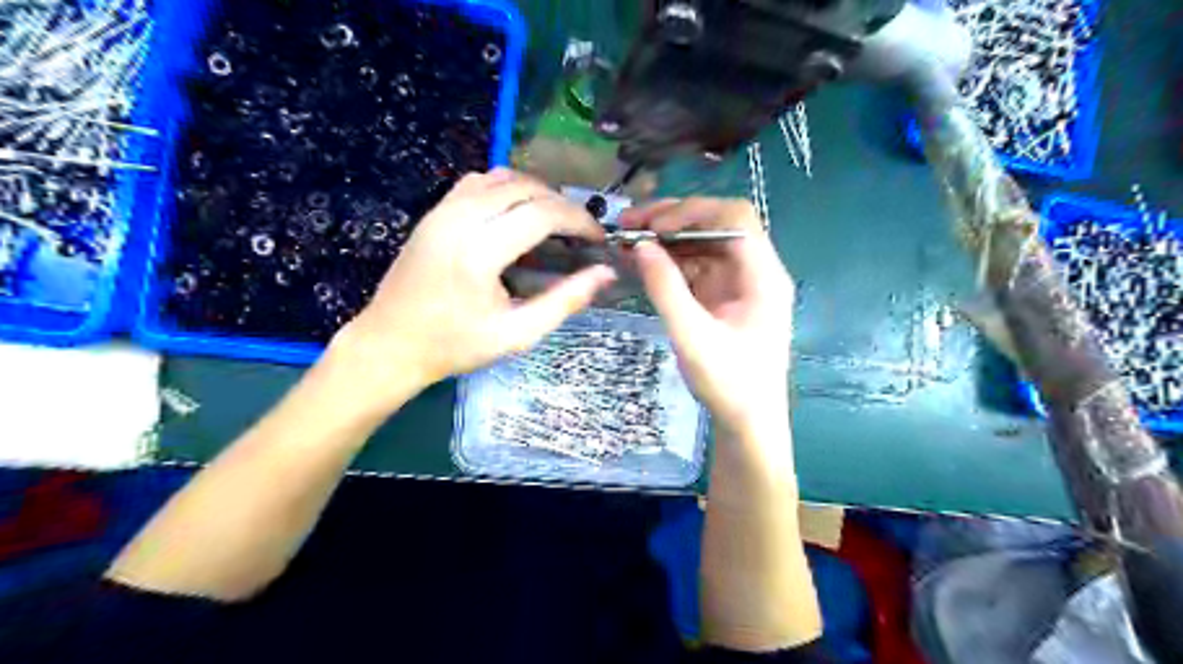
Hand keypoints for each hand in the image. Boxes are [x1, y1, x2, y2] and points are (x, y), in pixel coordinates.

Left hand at [328, 168, 615, 407]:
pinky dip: (507, 188)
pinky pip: (478, 182)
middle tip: (580, 233)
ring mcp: (442, 210)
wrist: (389, 344)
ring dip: (536, 192)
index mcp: (480, 251)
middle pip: (526, 188)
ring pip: (502, 176)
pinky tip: (516, 214)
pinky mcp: (433, 212)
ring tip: (553, 221)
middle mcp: (460, 219)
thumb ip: (565, 301)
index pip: (543, 213)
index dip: (579, 220)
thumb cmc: (455, 346)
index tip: (597, 239)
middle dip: (563, 205)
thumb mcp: (517, 334)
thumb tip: (605, 274)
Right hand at [619, 197, 793, 435]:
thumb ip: (666, 289)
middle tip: (630, 223)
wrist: (747, 422)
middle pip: (717, 225)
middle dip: (673, 220)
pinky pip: (695, 267)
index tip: (653, 226)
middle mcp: (754, 271)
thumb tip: (641, 246)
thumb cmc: (730, 383)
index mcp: (763, 276)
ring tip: (627, 240)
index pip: (735, 219)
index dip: (693, 212)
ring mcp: (737, 283)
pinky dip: (668, 262)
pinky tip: (641, 262)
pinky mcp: (721, 296)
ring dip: (666, 239)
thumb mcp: (693, 337)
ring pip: (702, 244)